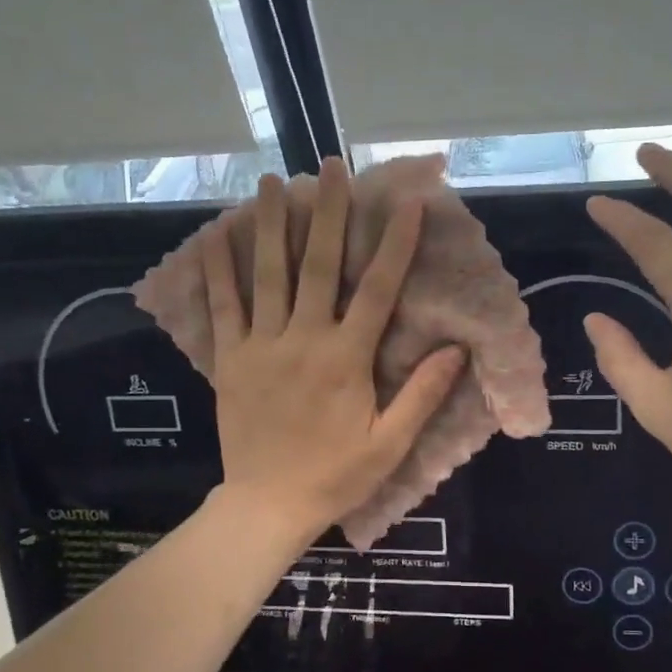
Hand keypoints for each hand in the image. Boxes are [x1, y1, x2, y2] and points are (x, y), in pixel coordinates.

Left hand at [205, 160, 464, 544]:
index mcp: (347, 358)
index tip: (405, 202)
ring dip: (270, 224)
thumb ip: (422, 395)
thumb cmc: (335, 476)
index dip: (394, 243)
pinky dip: (218, 269)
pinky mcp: (229, 360)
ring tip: (272, 181)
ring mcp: (260, 346)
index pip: (378, 289)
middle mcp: (303, 339)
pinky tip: (215, 235)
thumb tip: (456, 349)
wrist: (267, 505)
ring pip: (266, 274)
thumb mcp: (390, 444)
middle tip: (330, 166)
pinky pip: (222, 307)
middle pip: (318, 265)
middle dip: (327, 212)